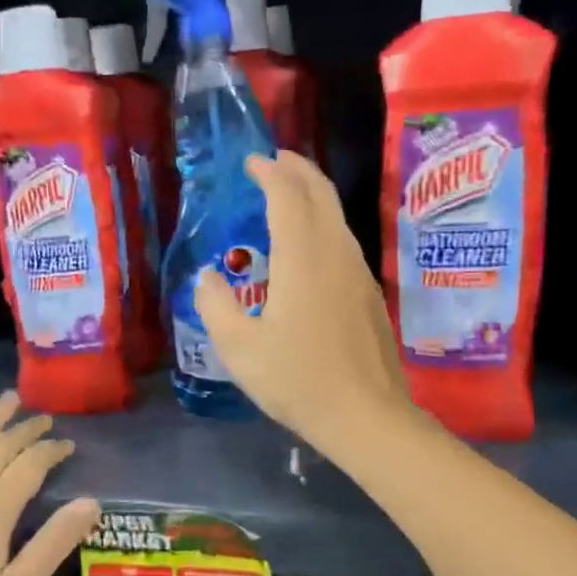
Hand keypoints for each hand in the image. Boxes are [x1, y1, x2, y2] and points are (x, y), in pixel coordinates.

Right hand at [194, 151, 414, 457]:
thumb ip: (216, 306)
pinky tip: (310, 242)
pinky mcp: (368, 293)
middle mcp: (335, 254)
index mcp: (303, 259)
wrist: (366, 415)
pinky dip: (323, 222)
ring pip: (337, 216)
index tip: (252, 162)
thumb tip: (207, 277)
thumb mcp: (239, 349)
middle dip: (298, 169)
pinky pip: (344, 239)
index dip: (270, 173)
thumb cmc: (298, 381)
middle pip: (321, 194)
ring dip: (313, 194)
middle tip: (275, 160)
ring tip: (290, 192)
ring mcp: (358, 273)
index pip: (288, 197)